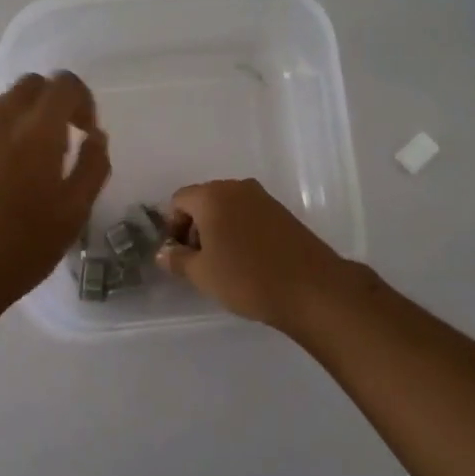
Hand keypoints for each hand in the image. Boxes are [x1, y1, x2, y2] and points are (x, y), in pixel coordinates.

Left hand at [0, 72, 110, 315]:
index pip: (64, 84)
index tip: (85, 134)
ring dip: (26, 120)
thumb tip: (96, 136)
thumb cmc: (20, 248)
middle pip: (31, 85)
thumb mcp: (73, 214)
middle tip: (63, 144)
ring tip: (32, 167)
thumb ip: (93, 167)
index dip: (83, 101)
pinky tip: (2, 182)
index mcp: (36, 131)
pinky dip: (2, 137)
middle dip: (54, 103)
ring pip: (4, 105)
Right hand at [156, 178, 349, 331]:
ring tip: (224, 264)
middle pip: (204, 201)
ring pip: (228, 208)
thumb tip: (163, 252)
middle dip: (195, 228)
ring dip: (218, 230)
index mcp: (213, 196)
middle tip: (198, 262)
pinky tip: (247, 261)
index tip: (179, 255)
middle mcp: (238, 188)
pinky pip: (249, 216)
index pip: (179, 201)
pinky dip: (240, 232)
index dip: (173, 227)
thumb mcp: (202, 274)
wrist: (311, 288)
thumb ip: (177, 259)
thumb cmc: (246, 278)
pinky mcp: (283, 213)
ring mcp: (264, 199)